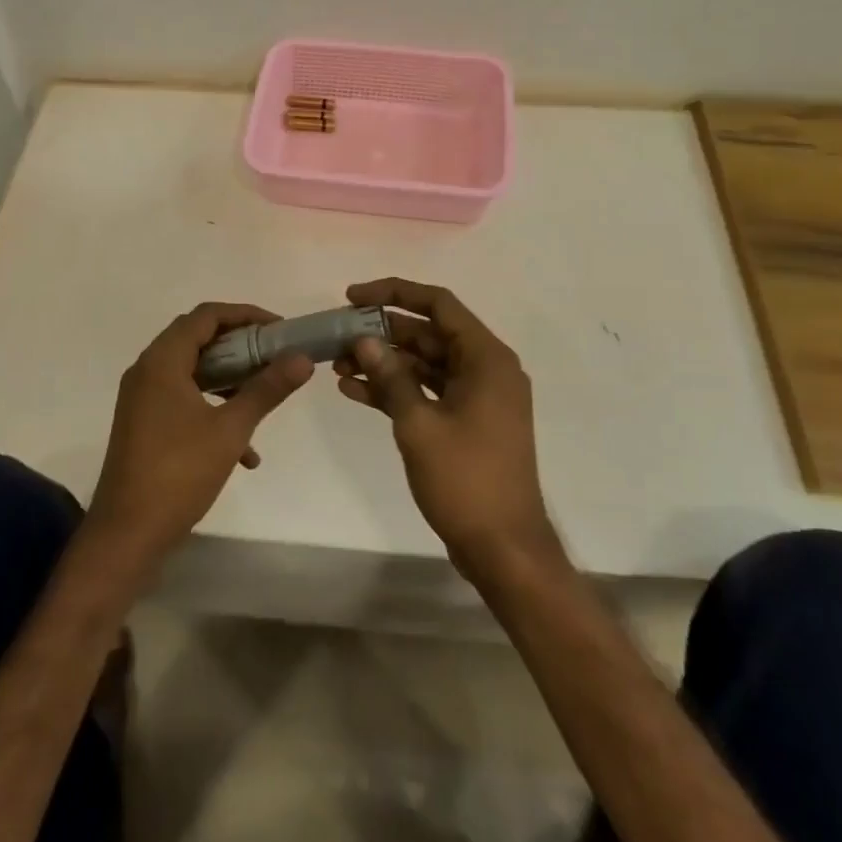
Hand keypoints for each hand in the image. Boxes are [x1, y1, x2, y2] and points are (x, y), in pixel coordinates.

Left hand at [87, 302, 312, 569]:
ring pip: (192, 371)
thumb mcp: (231, 430)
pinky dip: (213, 410)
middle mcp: (147, 371)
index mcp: (162, 361)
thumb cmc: (179, 473)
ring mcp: (142, 398)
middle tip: (274, 355)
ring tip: (262, 396)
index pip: (206, 316)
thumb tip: (302, 359)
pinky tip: (245, 453)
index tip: (278, 328)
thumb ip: (267, 389)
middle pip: (198, 339)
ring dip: (228, 380)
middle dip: (240, 345)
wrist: (127, 533)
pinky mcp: (144, 423)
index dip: (245, 314)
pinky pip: (183, 400)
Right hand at [335, 278, 563, 583]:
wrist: (504, 548)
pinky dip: (396, 389)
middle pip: (429, 334)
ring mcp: (477, 397)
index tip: (353, 297)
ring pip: (425, 364)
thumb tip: (363, 340)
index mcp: (486, 358)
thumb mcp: (419, 425)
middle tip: (339, 336)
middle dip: (383, 333)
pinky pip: (428, 392)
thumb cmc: (466, 480)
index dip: (394, 293)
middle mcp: (486, 369)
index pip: (438, 304)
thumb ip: (390, 377)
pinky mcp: (467, 421)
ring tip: (338, 366)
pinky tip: (354, 391)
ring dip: (384, 363)